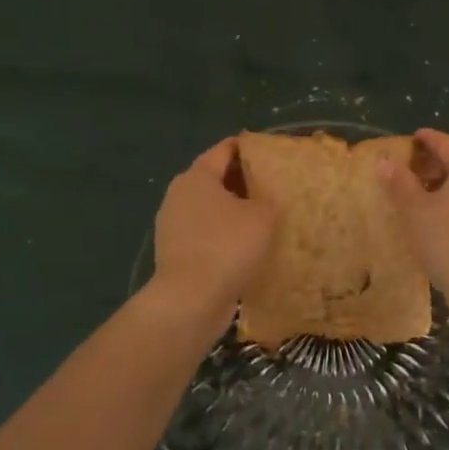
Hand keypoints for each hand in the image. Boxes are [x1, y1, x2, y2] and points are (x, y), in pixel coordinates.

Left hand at [151, 138, 277, 313]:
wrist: (190, 301)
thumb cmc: (227, 246)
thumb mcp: (263, 216)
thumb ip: (268, 199)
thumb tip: (265, 201)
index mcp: (196, 176)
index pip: (225, 149)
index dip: (250, 148)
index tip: (273, 154)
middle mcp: (179, 195)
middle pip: (216, 179)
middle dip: (244, 182)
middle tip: (275, 187)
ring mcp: (173, 226)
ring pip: (211, 210)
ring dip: (234, 213)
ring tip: (265, 220)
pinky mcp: (176, 254)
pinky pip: (206, 236)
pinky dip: (225, 237)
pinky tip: (247, 248)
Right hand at [377, 129, 448, 302]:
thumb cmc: (448, 241)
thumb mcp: (416, 210)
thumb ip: (400, 183)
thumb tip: (384, 161)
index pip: (448, 144)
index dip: (428, 139)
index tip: (414, 137)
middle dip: (443, 162)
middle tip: (418, 169)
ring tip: (428, 195)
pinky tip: (446, 218)